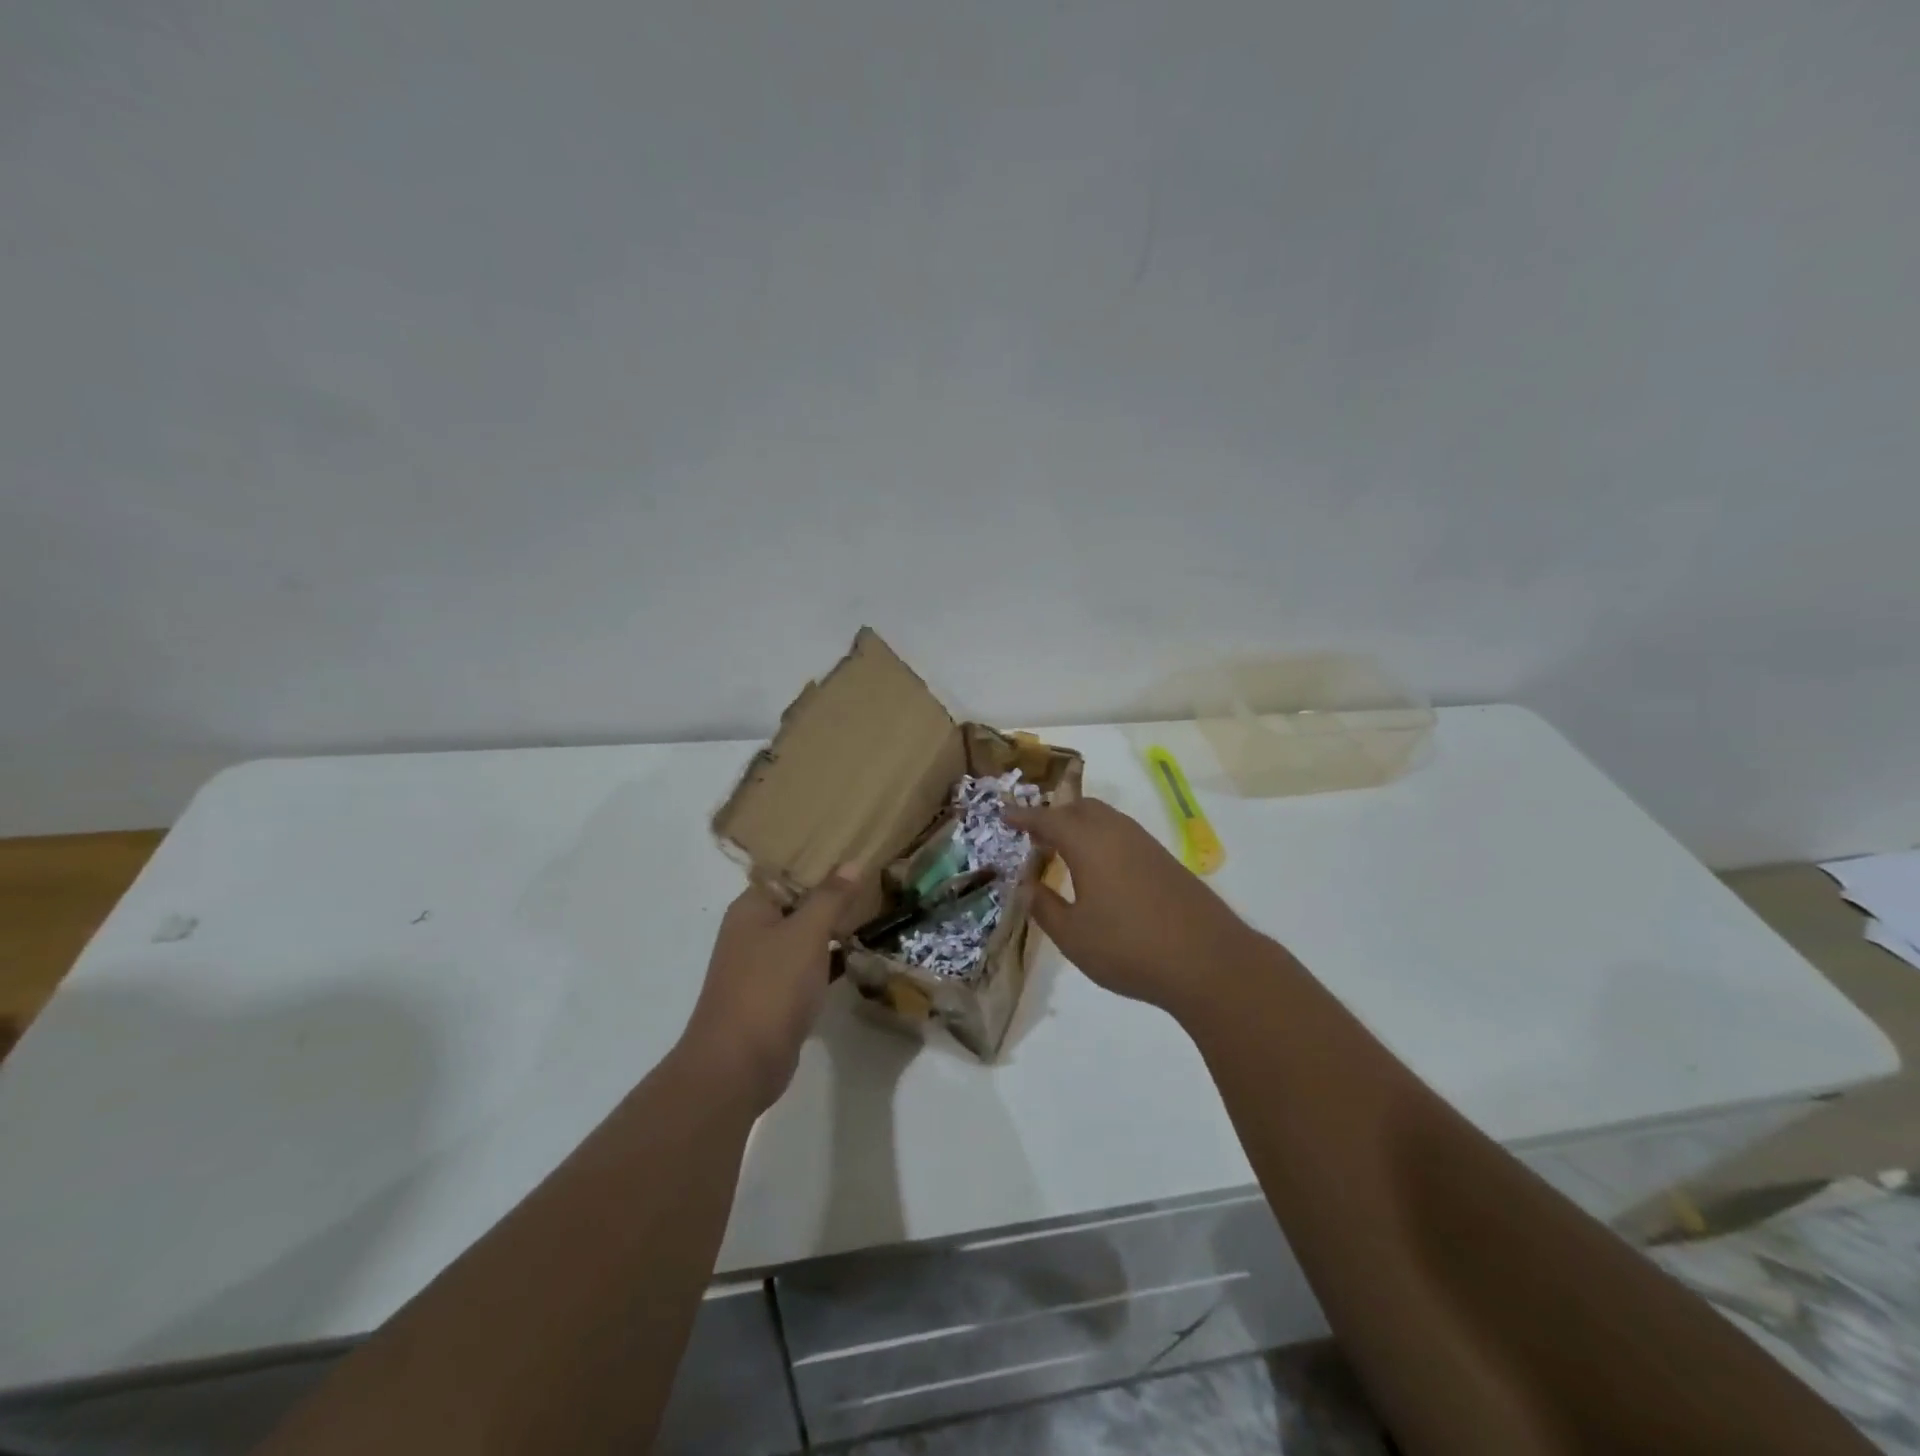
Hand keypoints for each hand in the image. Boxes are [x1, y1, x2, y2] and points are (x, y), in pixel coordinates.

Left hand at [681, 866, 860, 1113]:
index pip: (787, 871)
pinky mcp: (776, 996)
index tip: (856, 854)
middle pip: (797, 903)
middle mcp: (753, 931)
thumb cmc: (771, 987)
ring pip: (804, 936)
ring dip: (834, 928)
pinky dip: (830, 960)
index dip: (820, 862)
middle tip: (875, 882)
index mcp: (751, 908)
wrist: (740, 1065)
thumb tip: (851, 863)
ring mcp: (763, 966)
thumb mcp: (806, 933)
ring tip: (875, 912)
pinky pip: (807, 967)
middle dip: (833, 895)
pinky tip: (860, 955)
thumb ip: (830, 897)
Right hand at [1009, 799, 1263, 1018]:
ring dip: (1080, 826)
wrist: (1208, 961)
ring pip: (1106, 819)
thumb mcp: (1073, 935)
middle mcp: (1117, 832)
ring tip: (1064, 852)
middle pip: (1080, 808)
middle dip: (1054, 816)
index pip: (1048, 819)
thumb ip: (1044, 906)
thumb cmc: (1129, 948)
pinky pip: (1123, 835)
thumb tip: (1026, 884)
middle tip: (1034, 837)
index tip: (1004, 816)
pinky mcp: (1165, 861)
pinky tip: (1100, 870)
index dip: (1023, 817)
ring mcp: (1145, 844)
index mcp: (1089, 843)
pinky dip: (1101, 839)